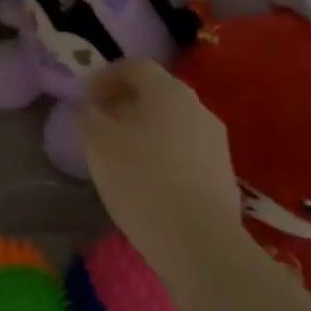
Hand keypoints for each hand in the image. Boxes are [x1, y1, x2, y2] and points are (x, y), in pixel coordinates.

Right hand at [78, 60, 247, 284]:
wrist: (201, 244)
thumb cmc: (143, 182)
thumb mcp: (99, 145)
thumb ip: (88, 117)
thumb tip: (87, 106)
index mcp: (168, 91)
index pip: (136, 66)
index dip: (107, 77)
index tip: (87, 98)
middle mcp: (197, 106)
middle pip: (157, 93)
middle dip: (126, 103)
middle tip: (101, 124)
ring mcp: (216, 140)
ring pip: (173, 122)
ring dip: (146, 129)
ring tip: (122, 155)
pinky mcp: (224, 173)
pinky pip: (187, 150)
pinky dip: (164, 154)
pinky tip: (149, 180)